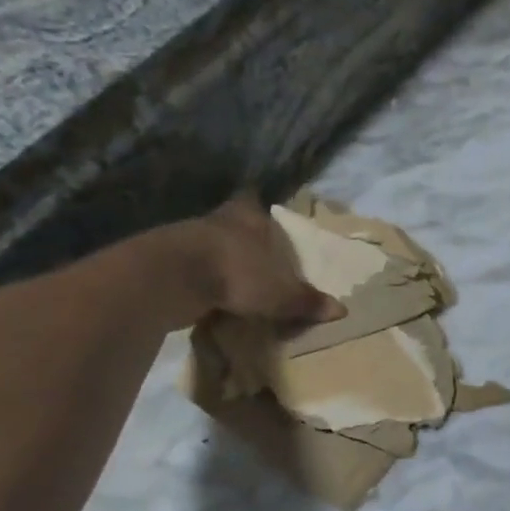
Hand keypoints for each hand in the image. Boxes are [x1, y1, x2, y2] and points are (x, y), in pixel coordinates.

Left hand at [117, 195, 344, 331]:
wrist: (174, 278)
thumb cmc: (238, 272)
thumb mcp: (281, 294)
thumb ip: (307, 301)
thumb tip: (342, 310)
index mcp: (248, 217)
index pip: (252, 200)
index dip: (257, 207)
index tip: (261, 214)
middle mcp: (217, 220)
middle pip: (230, 222)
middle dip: (240, 236)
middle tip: (254, 253)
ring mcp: (188, 239)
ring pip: (210, 244)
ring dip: (220, 259)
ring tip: (235, 279)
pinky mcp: (167, 262)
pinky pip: (192, 269)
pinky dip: (202, 280)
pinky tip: (211, 296)